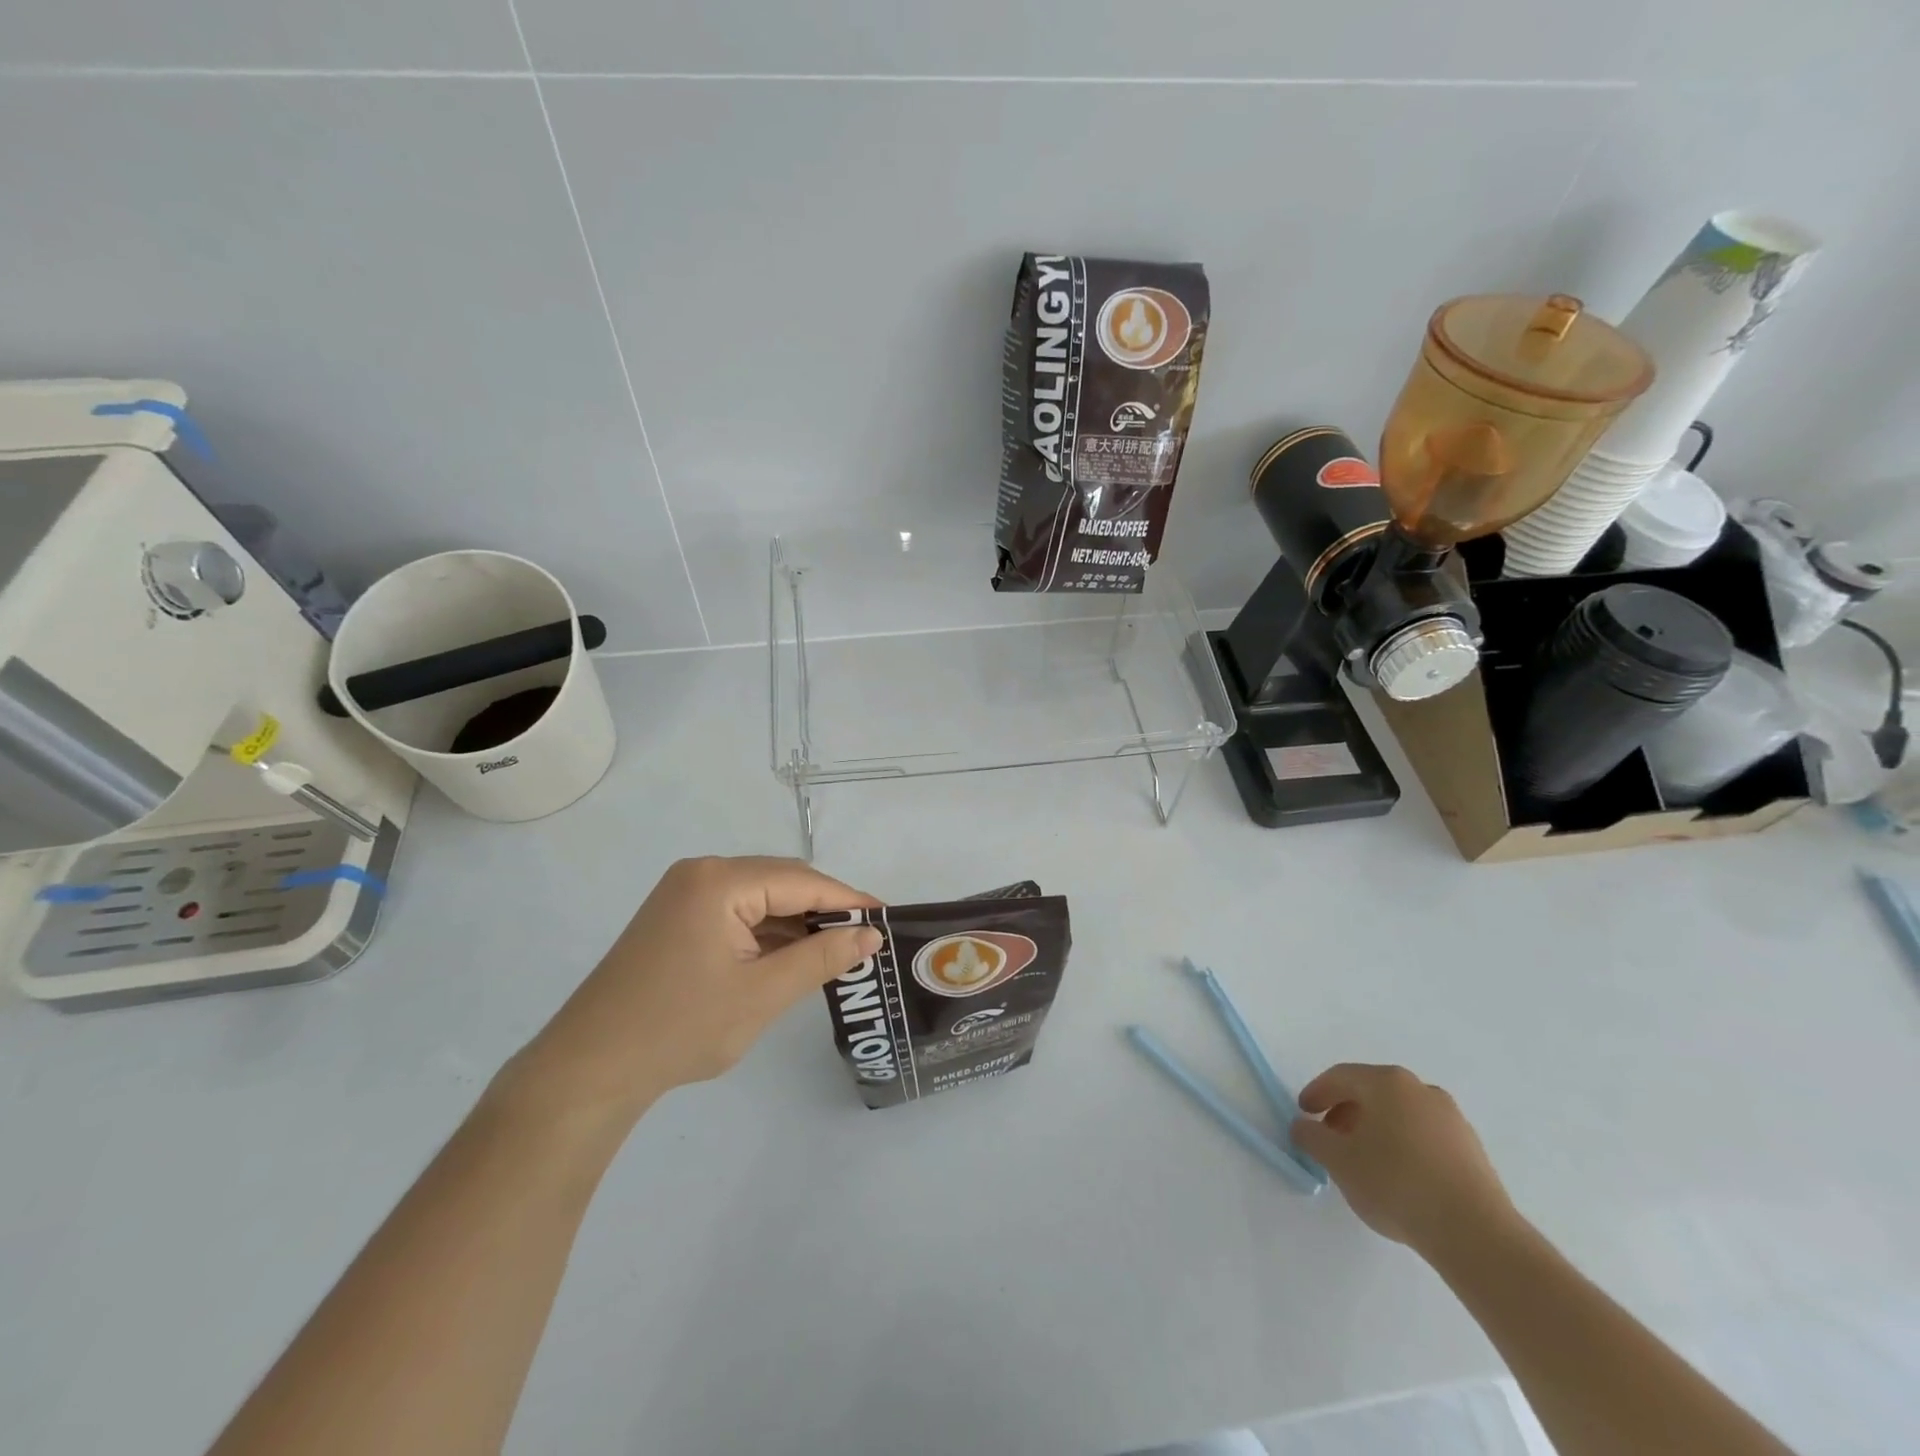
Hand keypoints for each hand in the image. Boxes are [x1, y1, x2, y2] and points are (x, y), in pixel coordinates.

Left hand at [503, 856, 881, 1125]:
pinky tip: (792, 957)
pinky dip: (767, 933)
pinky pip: (737, 914)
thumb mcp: (762, 995)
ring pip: (760, 898)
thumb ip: (821, 958)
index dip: (848, 899)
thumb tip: (870, 935)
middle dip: (824, 909)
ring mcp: (684, 895)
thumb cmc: (679, 1029)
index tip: (887, 919)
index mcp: (720, 881)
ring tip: (838, 951)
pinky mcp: (676, 918)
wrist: (587, 1070)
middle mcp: (702, 874)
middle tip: (866, 939)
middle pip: (781, 882)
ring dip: (796, 923)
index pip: (801, 880)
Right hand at [1291, 1063, 1516, 1259]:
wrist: (1476, 1234)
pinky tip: (1399, 1177)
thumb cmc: (1396, 1184)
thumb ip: (1312, 1137)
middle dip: (1346, 1112)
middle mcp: (1420, 1090)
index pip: (1340, 1077)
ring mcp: (1452, 1118)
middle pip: (1372, 1092)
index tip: (1304, 1114)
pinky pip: (1425, 1136)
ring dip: (1376, 1130)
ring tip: (1365, 1162)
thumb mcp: (1338, 1161)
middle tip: (1331, 1138)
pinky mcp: (1472, 1149)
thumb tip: (1303, 1126)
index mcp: (1386, 1082)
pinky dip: (1404, 1146)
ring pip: (1400, 1114)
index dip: (1317, 1093)